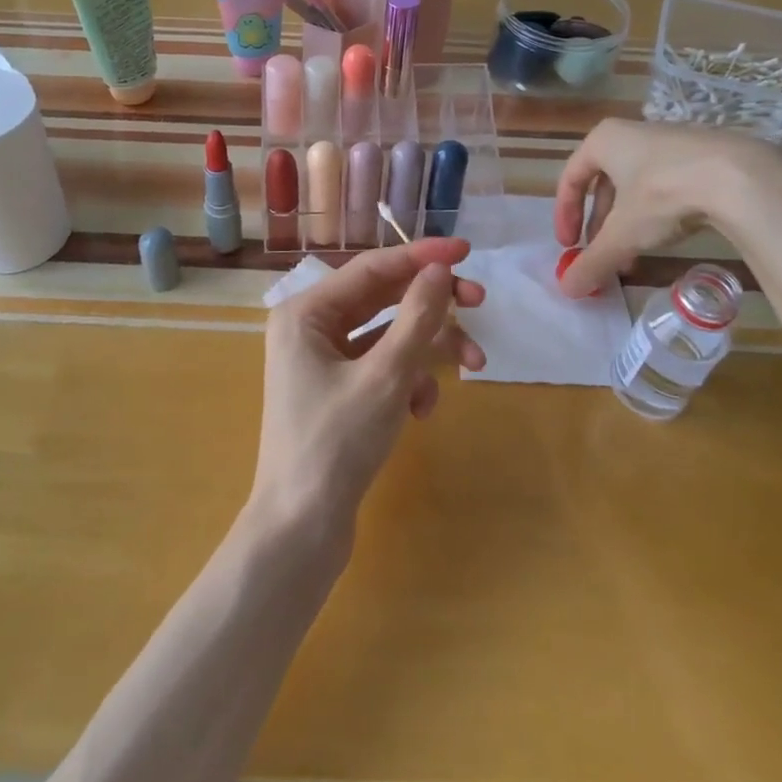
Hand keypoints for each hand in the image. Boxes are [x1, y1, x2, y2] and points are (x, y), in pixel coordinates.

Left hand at [252, 240, 485, 549]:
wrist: (301, 529)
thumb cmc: (337, 444)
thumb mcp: (386, 376)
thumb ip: (416, 317)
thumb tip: (439, 270)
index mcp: (305, 312)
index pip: (371, 268)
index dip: (421, 257)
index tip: (467, 251)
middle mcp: (309, 328)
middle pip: (381, 299)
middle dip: (432, 305)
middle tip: (480, 303)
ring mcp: (321, 361)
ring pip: (387, 336)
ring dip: (429, 348)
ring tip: (473, 366)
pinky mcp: (337, 392)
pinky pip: (381, 368)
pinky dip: (408, 380)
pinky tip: (422, 409)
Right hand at [554, 120, 781, 296]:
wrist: (742, 177)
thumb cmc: (664, 194)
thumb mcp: (622, 235)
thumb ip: (593, 261)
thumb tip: (566, 291)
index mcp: (603, 141)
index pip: (570, 178)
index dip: (565, 216)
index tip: (568, 246)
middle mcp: (632, 134)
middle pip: (604, 185)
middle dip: (600, 225)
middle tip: (601, 254)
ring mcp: (670, 142)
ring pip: (636, 188)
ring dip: (628, 224)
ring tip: (632, 256)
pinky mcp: (701, 155)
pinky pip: (666, 186)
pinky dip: (657, 214)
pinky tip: (666, 239)